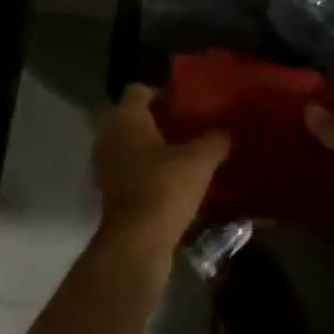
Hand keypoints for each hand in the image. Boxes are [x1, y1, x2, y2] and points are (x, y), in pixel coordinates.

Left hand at [92, 84, 229, 257]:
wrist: (136, 244)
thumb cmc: (164, 188)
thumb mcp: (199, 160)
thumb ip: (215, 140)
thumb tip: (227, 131)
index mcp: (126, 116)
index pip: (139, 90)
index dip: (162, 93)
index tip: (184, 104)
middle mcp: (110, 135)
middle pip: (133, 117)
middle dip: (157, 121)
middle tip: (186, 128)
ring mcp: (106, 165)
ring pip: (130, 145)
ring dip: (151, 148)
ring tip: (182, 156)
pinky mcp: (109, 193)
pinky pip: (129, 170)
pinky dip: (145, 172)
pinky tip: (171, 182)